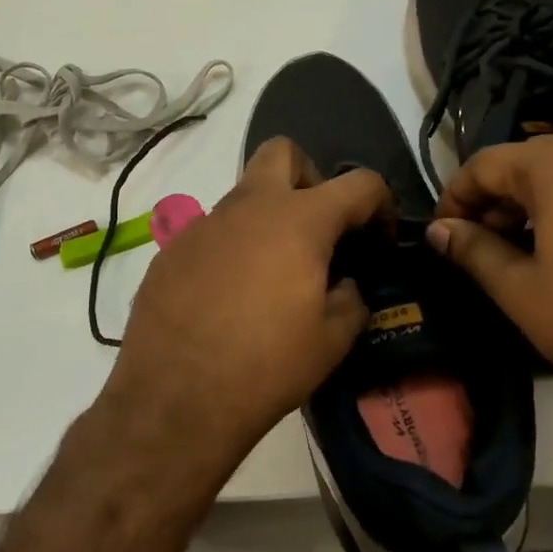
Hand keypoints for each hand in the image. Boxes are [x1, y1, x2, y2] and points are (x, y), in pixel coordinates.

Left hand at [95, 137, 389, 492]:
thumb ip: (351, 299)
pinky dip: (231, 250)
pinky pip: (212, 233)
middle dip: (310, 177)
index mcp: (299, 220)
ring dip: (267, 219)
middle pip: (283, 152)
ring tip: (272, 276)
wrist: (175, 398)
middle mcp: (248, 206)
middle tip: (317, 228)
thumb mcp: (332, 340)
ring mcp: (203, 224)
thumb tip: (344, 284)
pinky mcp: (171, 250)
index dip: (381, 204)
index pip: (359, 183)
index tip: (380, 239)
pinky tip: (228, 297)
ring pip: (244, 196)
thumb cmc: (266, 367)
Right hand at [426, 128, 552, 443]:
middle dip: (504, 194)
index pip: (488, 164)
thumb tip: (441, 230)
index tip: (446, 229)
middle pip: (537, 157)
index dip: (458, 195)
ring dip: (552, 189)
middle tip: (489, 240)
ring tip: (544, 236)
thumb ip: (472, 249)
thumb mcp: (519, 289)